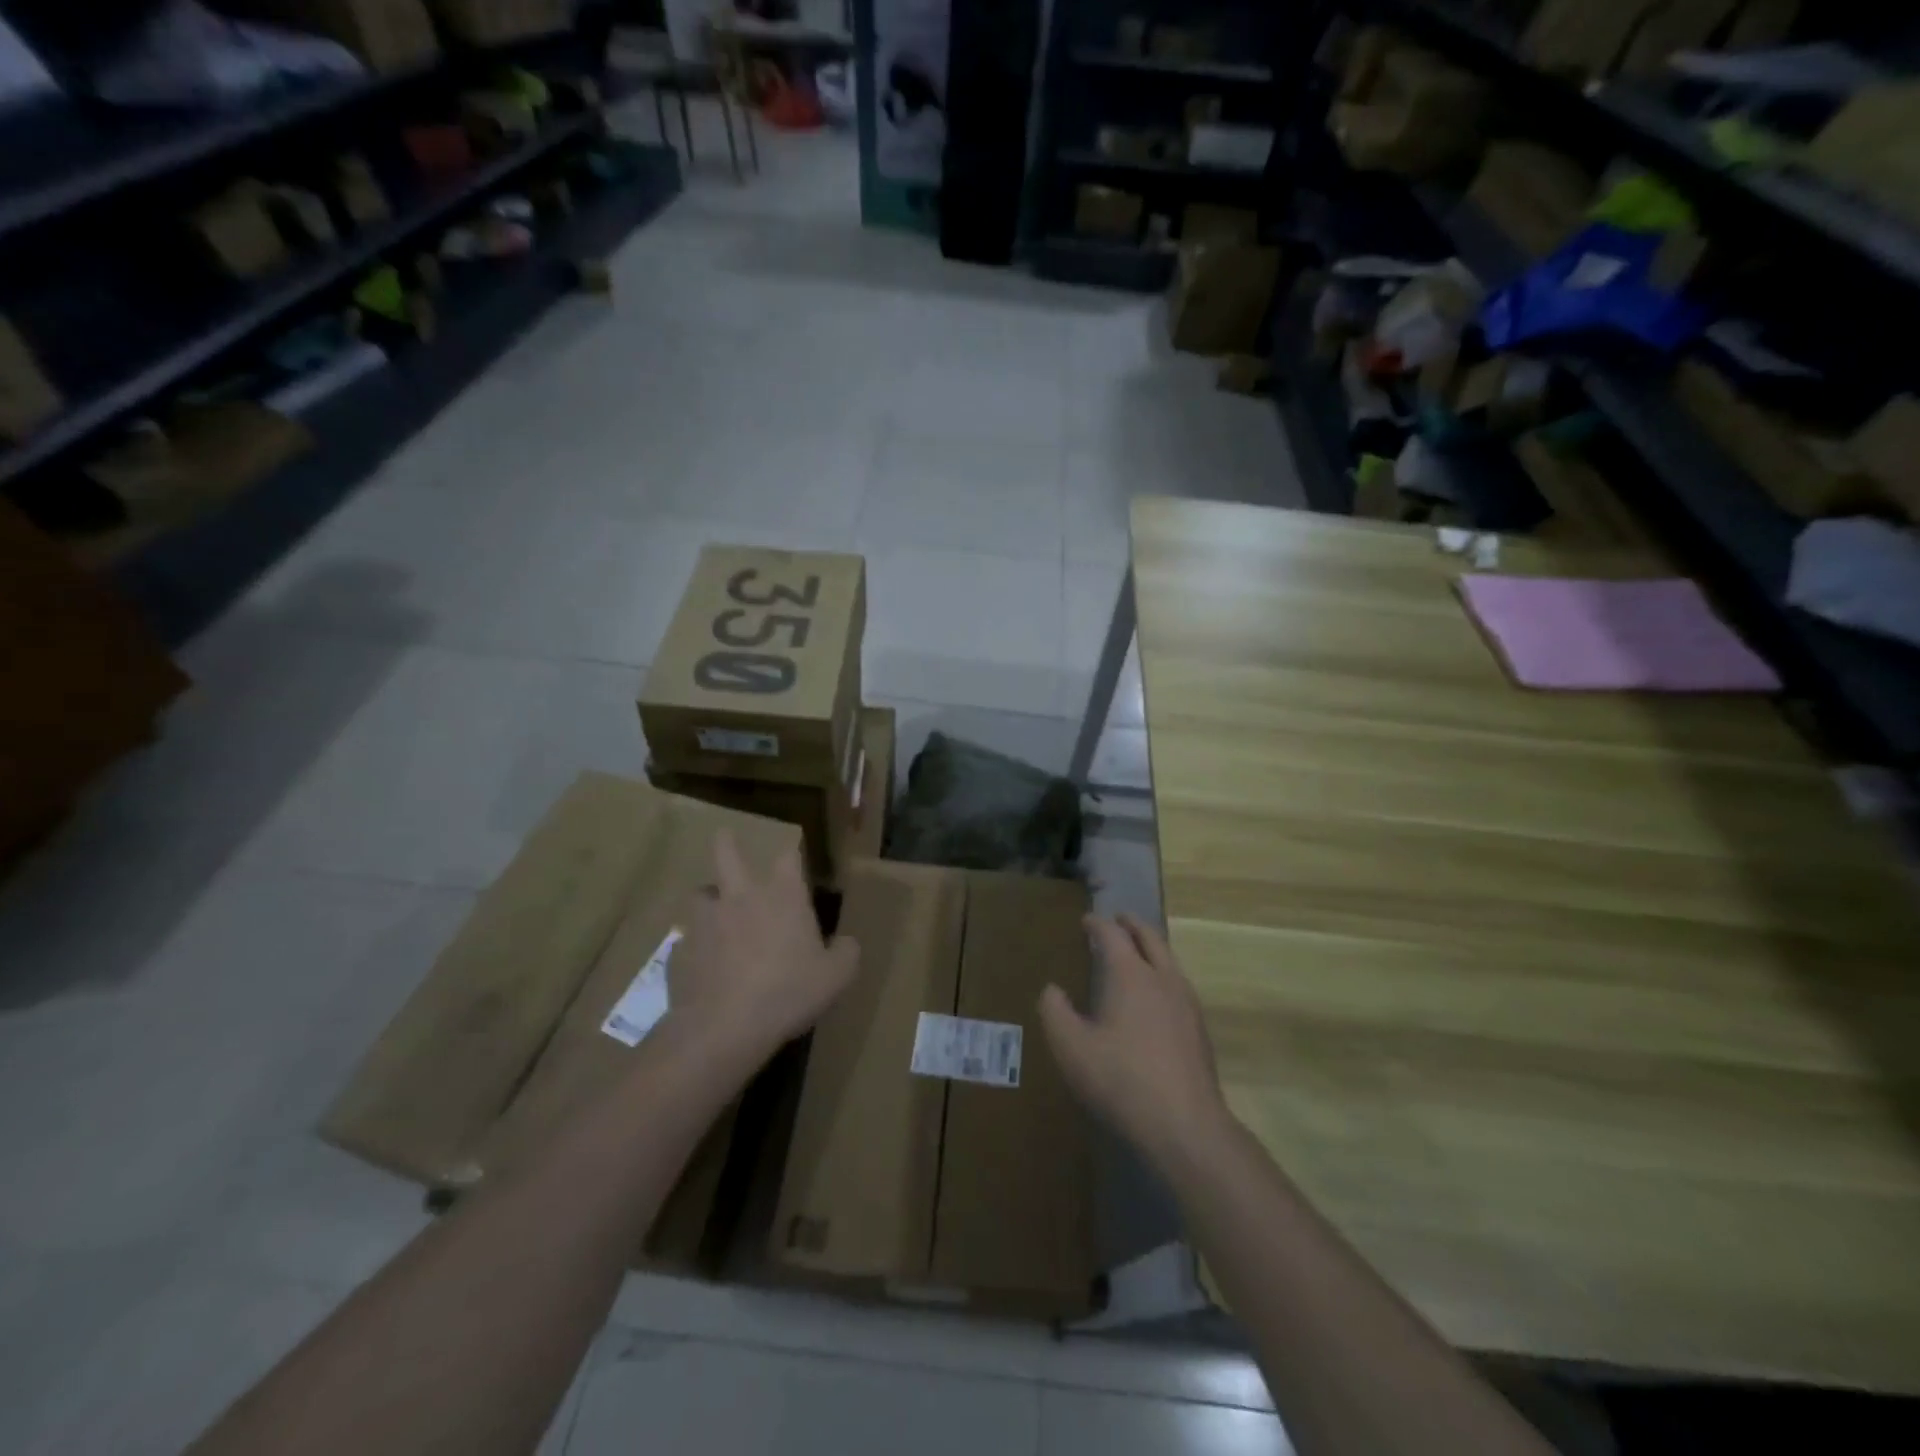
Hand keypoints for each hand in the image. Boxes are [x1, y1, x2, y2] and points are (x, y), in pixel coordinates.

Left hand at [669, 833, 859, 1059]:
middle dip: (727, 843)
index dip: (792, 853)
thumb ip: (846, 953)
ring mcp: (707, 921)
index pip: (788, 857)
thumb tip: (847, 943)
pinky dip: (697, 943)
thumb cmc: (789, 991)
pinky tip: (704, 962)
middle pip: (728, 854)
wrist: (725, 1026)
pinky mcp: (683, 949)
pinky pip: (689, 937)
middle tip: (724, 835)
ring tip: (715, 910)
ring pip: (701, 893)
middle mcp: (742, 897)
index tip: (794, 854)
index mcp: (783, 896)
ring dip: (709, 897)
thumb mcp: (836, 976)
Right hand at [1040, 914, 1228, 1166]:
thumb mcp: (1071, 1048)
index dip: (1097, 924)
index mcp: (1131, 974)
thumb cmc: (1121, 1080)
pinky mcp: (1199, 1028)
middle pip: (1149, 937)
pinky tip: (1155, 995)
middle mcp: (1162, 978)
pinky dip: (1162, 972)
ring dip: (1151, 947)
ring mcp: (1186, 1002)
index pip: (1113, 935)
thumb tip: (1052, 989)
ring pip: (1169, 959)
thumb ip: (1054, 1012)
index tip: (1086, 921)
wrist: (1185, 1125)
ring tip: (1137, 951)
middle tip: (1118, 919)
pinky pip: (1178, 984)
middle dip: (1132, 925)